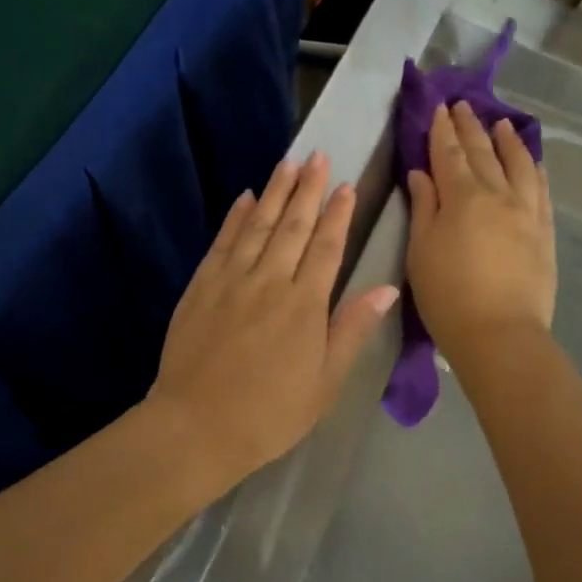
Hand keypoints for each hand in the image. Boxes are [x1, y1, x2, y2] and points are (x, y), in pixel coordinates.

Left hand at [145, 152, 399, 488]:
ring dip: (275, 193)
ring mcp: (231, 280)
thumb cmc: (270, 413)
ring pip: (258, 225)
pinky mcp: (201, 286)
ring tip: (288, 163)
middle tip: (317, 156)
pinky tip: (245, 198)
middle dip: (307, 189)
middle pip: (293, 226)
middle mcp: (269, 281)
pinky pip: (222, 242)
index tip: (346, 185)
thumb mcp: (324, 383)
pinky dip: (235, 218)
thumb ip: (351, 330)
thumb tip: (385, 289)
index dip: (337, 214)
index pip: (326, 247)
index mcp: (304, 304)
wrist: (196, 425)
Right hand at [406, 102, 554, 358]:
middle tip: (463, 105)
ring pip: (518, 164)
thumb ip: (424, 207)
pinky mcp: (544, 231)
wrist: (500, 334)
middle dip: (470, 127)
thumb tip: (422, 173)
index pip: (449, 154)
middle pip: (483, 153)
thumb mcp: (421, 251)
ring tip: (501, 123)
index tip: (439, 108)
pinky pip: (541, 189)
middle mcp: (498, 194)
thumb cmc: (447, 295)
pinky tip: (532, 161)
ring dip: (507, 140)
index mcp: (462, 197)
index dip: (442, 130)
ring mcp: (526, 211)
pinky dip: (534, 169)